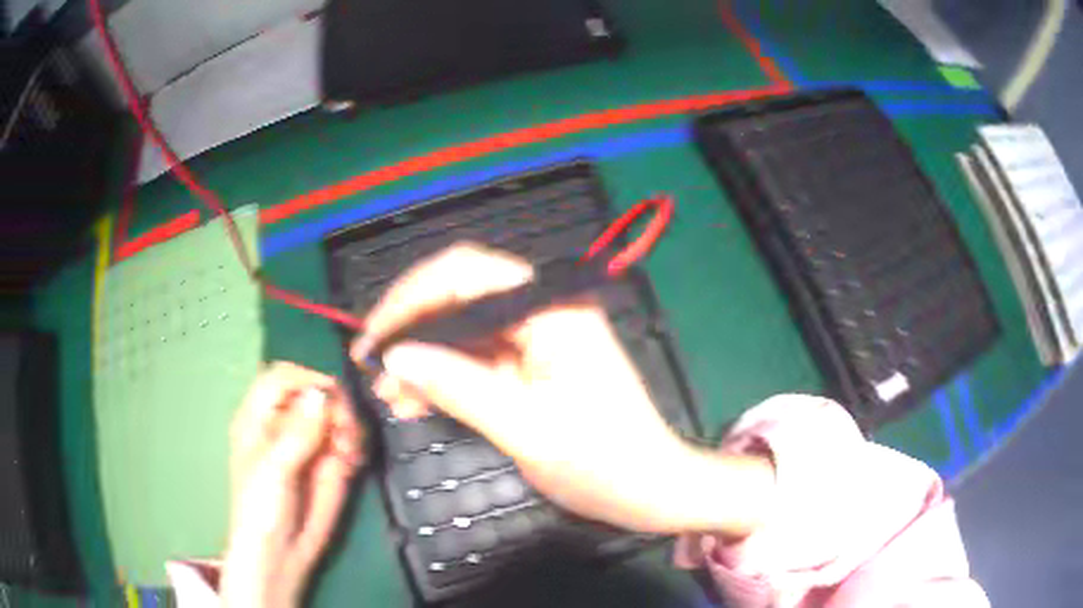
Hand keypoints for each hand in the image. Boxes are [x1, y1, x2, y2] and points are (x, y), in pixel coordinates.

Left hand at [222, 362, 364, 607]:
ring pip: (336, 413)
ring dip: (349, 424)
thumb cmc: (261, 509)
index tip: (331, 396)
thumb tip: (321, 394)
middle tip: (345, 430)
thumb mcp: (273, 470)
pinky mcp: (330, 462)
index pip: (282, 377)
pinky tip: (354, 459)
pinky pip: (348, 438)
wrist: (282, 553)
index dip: (306, 379)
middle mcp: (285, 423)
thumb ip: (297, 433)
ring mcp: (310, 443)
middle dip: (335, 405)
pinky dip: (356, 443)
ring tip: (350, 450)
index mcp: (259, 417)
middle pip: (314, 392)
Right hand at [352, 243, 772, 535]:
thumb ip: (457, 386)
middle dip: (412, 328)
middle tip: (371, 365)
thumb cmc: (602, 463)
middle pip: (461, 296)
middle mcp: (544, 311)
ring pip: (464, 330)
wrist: (650, 490)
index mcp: (552, 310)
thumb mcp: (524, 429)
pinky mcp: (534, 365)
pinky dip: (445, 376)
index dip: (410, 298)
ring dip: (423, 357)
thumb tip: (395, 356)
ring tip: (387, 393)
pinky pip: (478, 358)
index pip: (466, 273)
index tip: (373, 337)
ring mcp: (539, 338)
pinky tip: (415, 401)